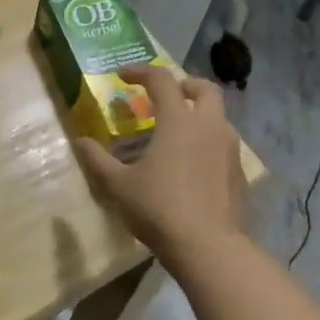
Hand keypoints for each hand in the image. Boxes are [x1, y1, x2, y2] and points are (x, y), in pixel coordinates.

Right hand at [74, 65, 246, 265]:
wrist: (209, 248)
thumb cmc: (159, 209)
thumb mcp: (118, 185)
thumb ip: (98, 159)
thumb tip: (80, 141)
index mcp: (178, 121)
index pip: (161, 80)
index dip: (140, 71)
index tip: (122, 76)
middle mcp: (208, 126)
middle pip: (205, 89)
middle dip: (185, 85)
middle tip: (166, 95)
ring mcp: (229, 149)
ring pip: (218, 117)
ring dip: (199, 114)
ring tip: (177, 132)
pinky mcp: (239, 172)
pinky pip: (224, 144)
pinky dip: (208, 142)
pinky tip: (193, 164)